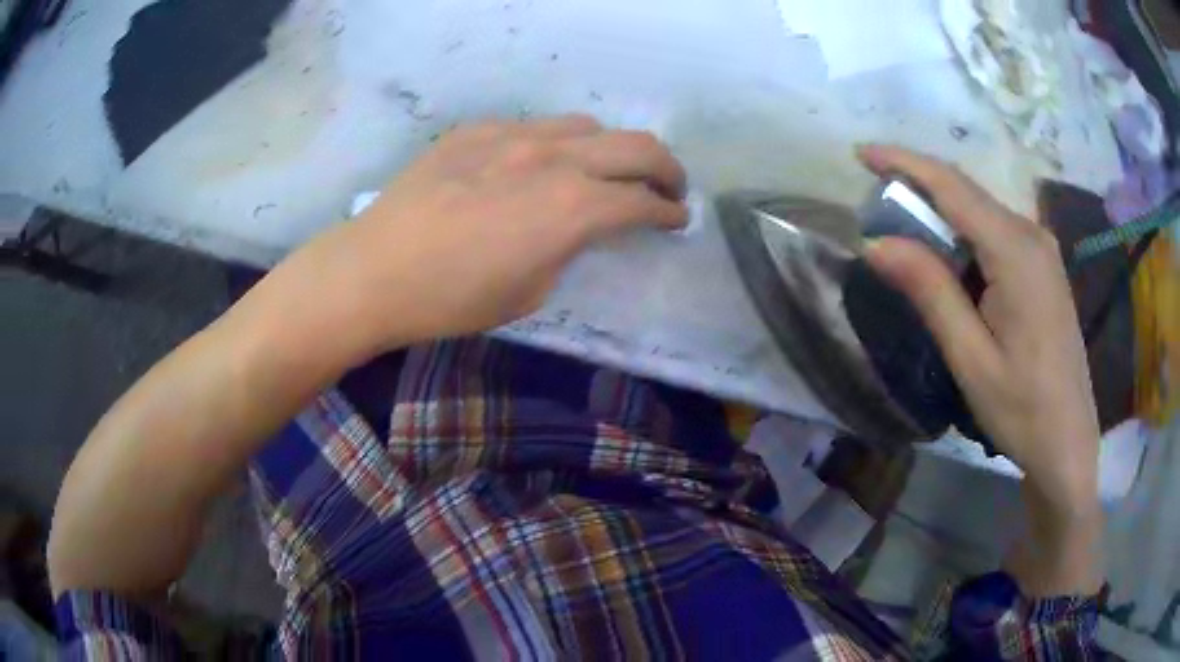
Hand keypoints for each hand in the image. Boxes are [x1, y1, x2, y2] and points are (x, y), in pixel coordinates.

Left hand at [291, 115, 686, 357]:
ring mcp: (513, 135)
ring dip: (610, 149)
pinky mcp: (478, 130)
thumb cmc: (452, 299)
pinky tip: (537, 167)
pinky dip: (556, 145)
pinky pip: (535, 127)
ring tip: (604, 172)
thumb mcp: (530, 290)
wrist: (374, 270)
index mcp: (572, 207)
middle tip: (668, 188)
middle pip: (636, 145)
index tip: (677, 219)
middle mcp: (553, 158)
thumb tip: (581, 226)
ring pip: (586, 126)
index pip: (642, 200)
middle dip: (666, 168)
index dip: (669, 211)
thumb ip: (569, 247)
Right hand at [858, 146, 1100, 514]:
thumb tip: (877, 243)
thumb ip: (930, 292)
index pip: (953, 186)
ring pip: (982, 212)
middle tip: (874, 201)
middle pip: (968, 193)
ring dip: (941, 213)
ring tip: (904, 232)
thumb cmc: (1022, 409)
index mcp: (1016, 252)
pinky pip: (997, 232)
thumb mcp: (970, 357)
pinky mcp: (1044, 267)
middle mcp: (1032, 235)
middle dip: (919, 186)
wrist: (1069, 441)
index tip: (861, 153)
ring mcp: (1042, 250)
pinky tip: (949, 258)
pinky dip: (964, 233)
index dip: (905, 163)